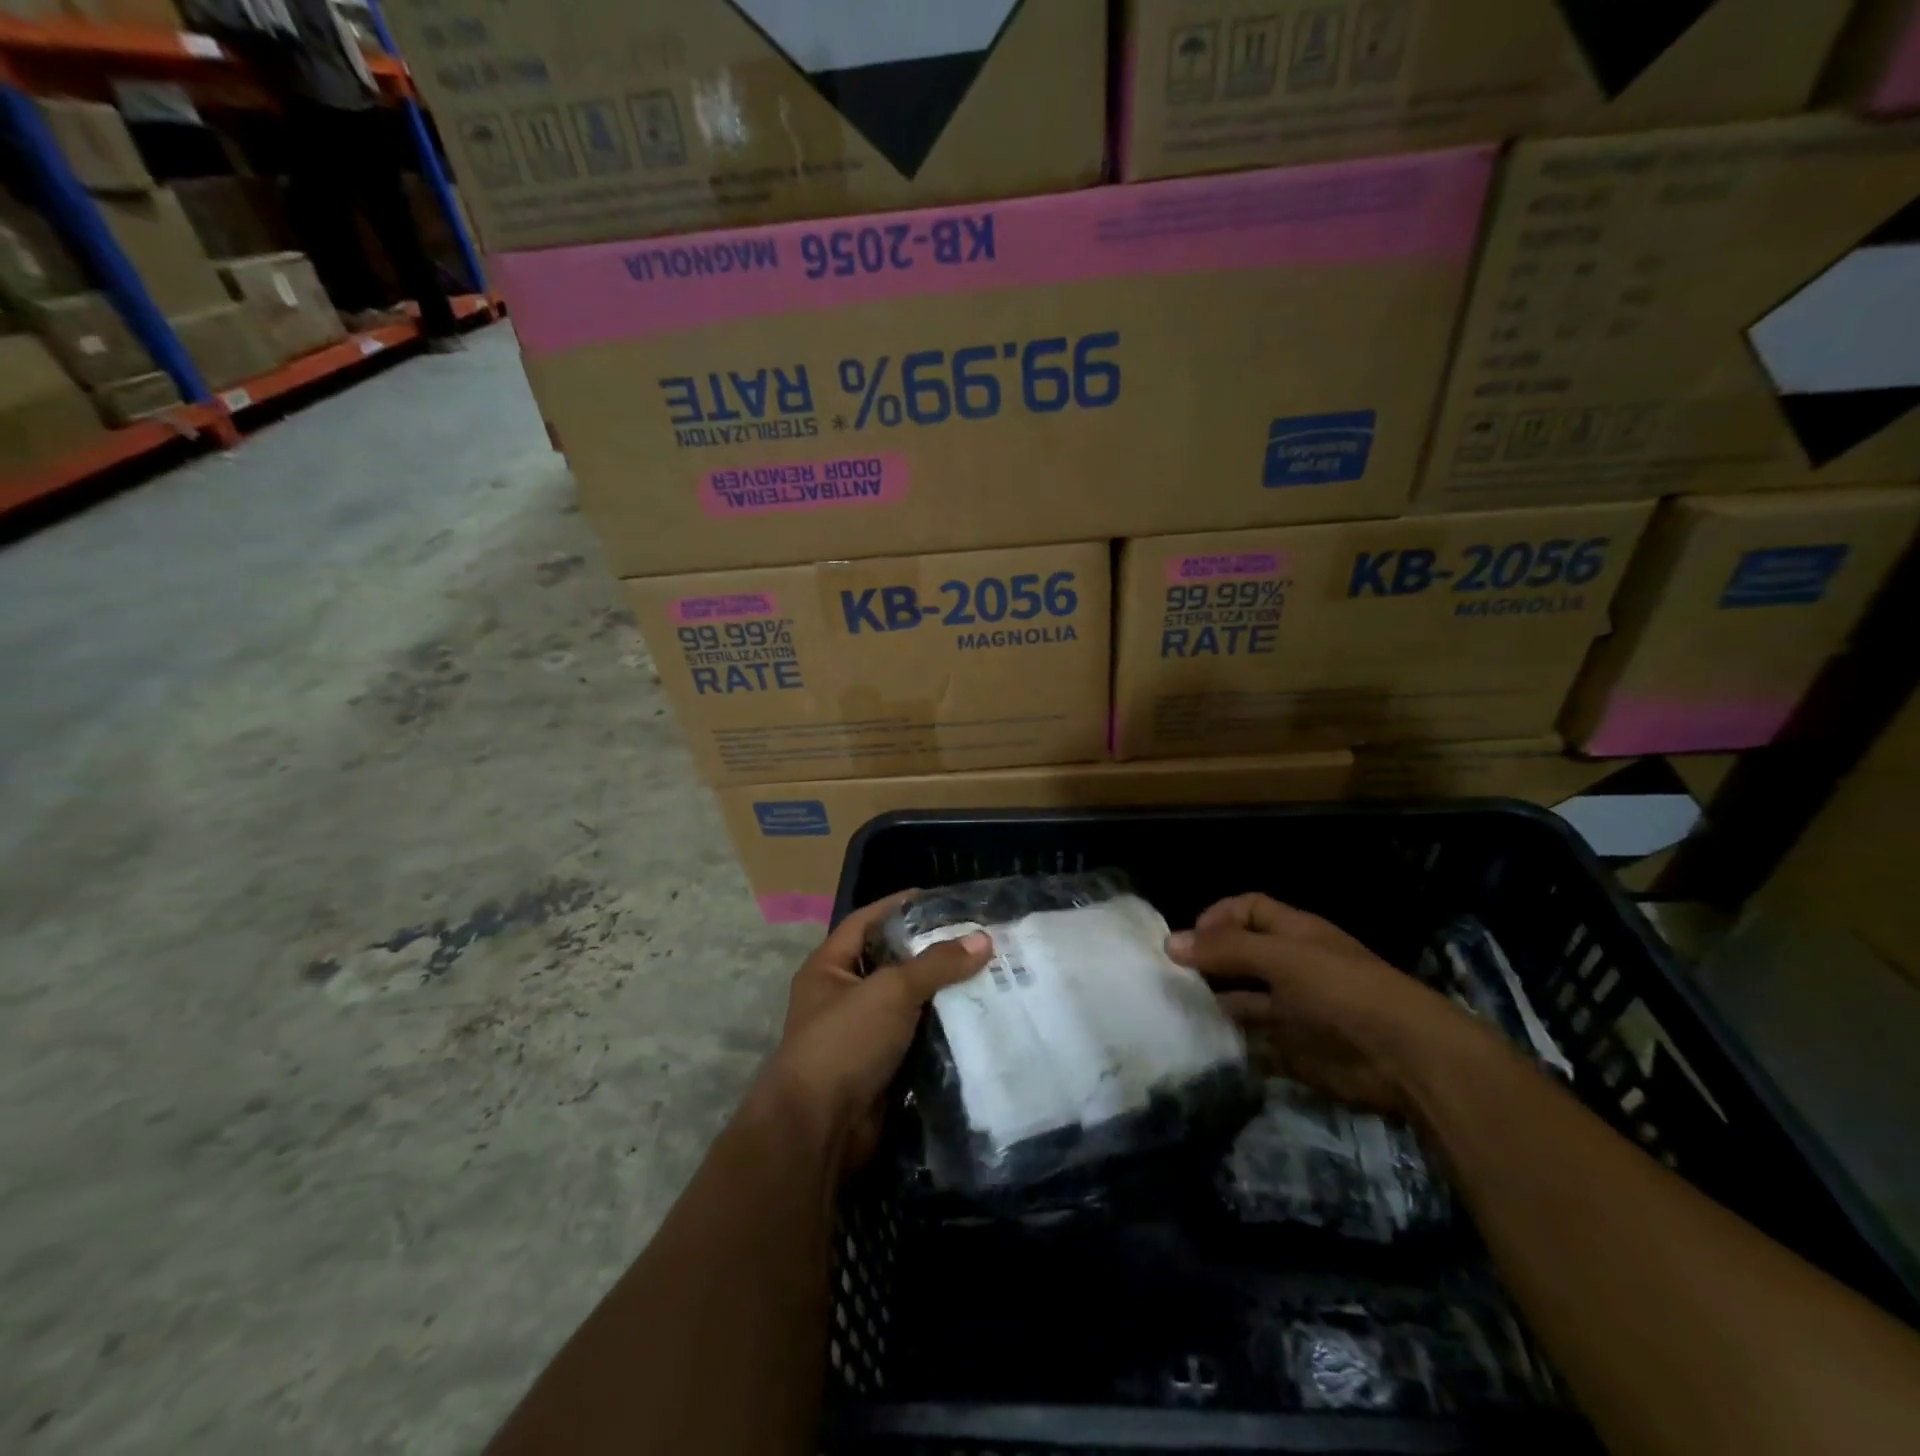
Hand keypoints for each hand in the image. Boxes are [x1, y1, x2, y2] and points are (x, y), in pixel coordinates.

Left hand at [767, 891, 991, 1171]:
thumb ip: (936, 964)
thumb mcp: (891, 991)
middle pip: (890, 962)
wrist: (820, 1128)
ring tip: (985, 974)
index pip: (866, 921)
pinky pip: (915, 1038)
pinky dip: (940, 1029)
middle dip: (929, 952)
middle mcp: (842, 996)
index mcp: (829, 967)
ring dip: (940, 993)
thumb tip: (983, 940)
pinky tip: (975, 1017)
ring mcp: (860, 1034)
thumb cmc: (845, 1041)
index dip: (897, 906)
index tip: (937, 899)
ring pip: (907, 1003)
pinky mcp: (880, 1067)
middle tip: (974, 940)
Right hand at [1166, 893, 1479, 1116]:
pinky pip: (1255, 1043)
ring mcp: (1293, 1010)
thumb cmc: (1342, 990)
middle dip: (1208, 963)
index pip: (1248, 910)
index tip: (1187, 940)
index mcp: (1294, 934)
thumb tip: (1170, 942)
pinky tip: (1206, 1044)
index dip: (1217, 917)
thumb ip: (1226, 949)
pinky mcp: (1295, 1050)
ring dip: (1215, 1004)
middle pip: (1241, 956)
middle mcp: (1292, 967)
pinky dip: (1232, 1043)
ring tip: (1178, 1012)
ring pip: (1243, 1000)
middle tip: (1169, 978)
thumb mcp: (1282, 958)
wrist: (1404, 1058)